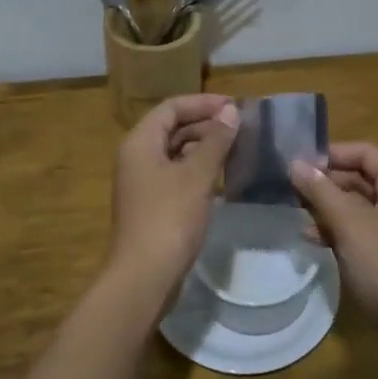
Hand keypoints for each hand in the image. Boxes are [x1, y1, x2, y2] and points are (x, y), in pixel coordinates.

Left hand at [108, 95, 239, 295]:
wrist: (145, 275)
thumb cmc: (170, 218)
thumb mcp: (197, 176)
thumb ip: (215, 141)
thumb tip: (230, 111)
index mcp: (140, 142)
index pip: (171, 107)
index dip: (202, 103)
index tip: (235, 106)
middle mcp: (136, 157)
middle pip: (171, 128)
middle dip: (205, 124)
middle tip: (241, 127)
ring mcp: (142, 183)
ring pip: (175, 153)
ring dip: (204, 147)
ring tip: (237, 148)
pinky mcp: (152, 205)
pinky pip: (176, 175)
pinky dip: (197, 170)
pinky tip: (222, 177)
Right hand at [289, 142, 377, 347]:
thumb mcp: (349, 224)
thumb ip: (322, 192)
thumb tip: (295, 164)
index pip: (367, 153)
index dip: (335, 153)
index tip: (302, 164)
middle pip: (360, 179)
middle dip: (326, 182)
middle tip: (292, 190)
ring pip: (355, 207)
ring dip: (327, 207)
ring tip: (296, 214)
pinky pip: (357, 231)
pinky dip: (335, 231)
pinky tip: (311, 239)